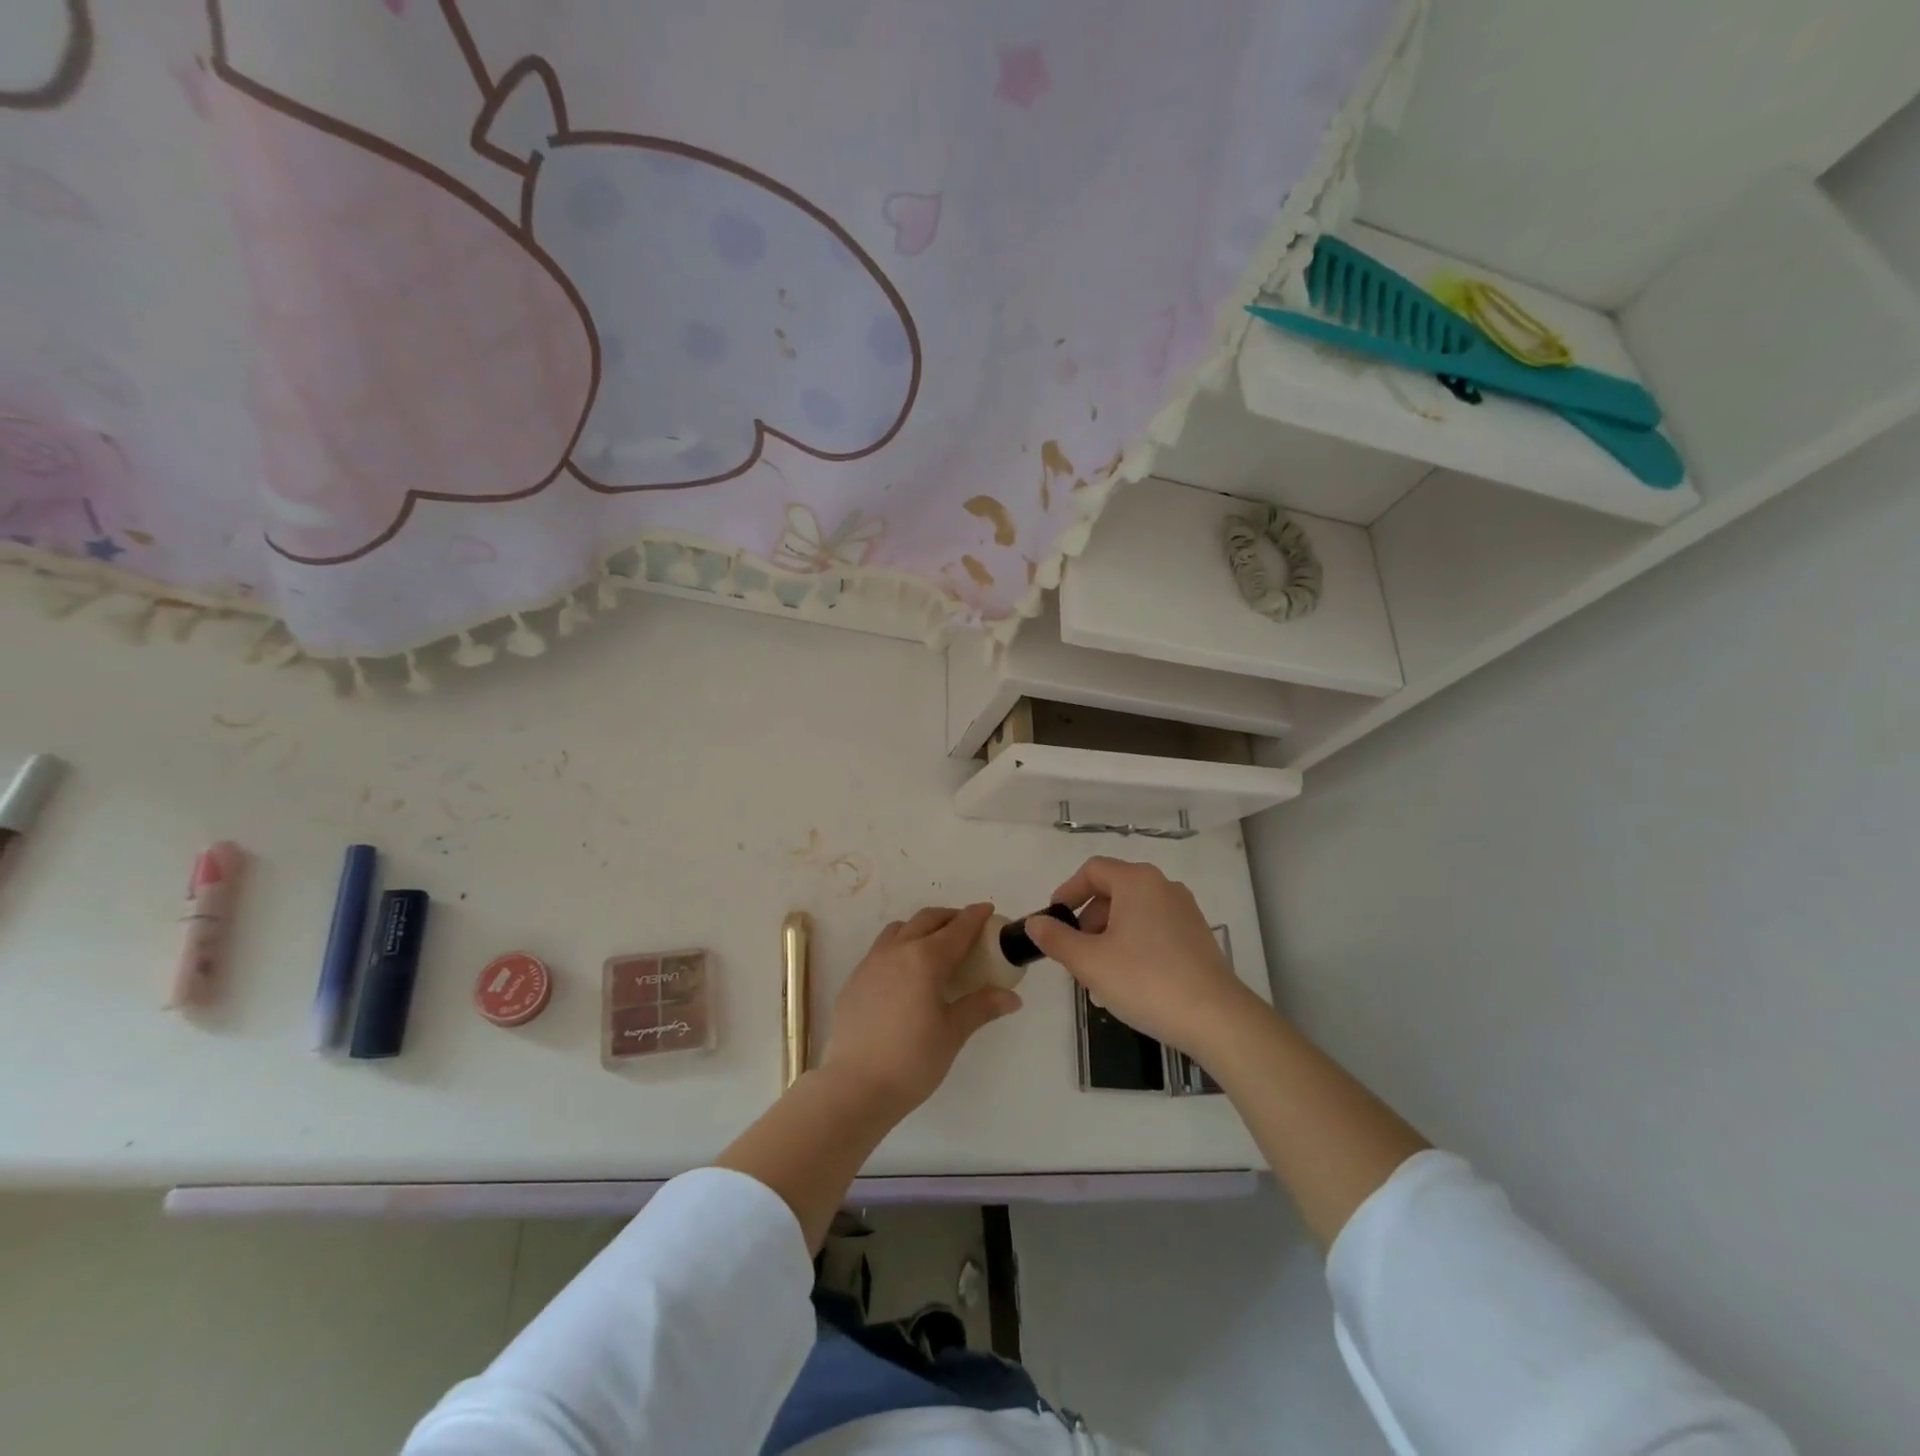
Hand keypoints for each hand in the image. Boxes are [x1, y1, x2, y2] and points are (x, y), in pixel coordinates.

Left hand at [819, 904, 1020, 1118]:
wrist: (854, 1086)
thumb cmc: (912, 1060)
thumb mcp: (953, 1033)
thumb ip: (981, 1007)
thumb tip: (1012, 998)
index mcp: (926, 959)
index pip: (957, 929)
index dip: (974, 917)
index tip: (987, 909)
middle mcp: (897, 950)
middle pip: (926, 919)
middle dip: (949, 918)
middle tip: (966, 928)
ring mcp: (871, 962)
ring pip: (899, 929)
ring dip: (920, 928)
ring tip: (934, 947)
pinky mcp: (855, 979)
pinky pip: (881, 949)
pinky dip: (899, 947)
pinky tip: (905, 974)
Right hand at [1024, 857, 1263, 1058]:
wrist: (1216, 1019)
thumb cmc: (1145, 980)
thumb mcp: (1089, 962)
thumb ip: (1057, 939)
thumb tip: (1035, 922)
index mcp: (1137, 881)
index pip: (1092, 870)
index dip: (1067, 892)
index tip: (1053, 921)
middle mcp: (1163, 886)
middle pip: (1113, 891)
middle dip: (1088, 921)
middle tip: (1076, 956)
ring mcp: (1185, 911)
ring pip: (1133, 913)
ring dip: (1109, 937)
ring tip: (1100, 976)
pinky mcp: (1198, 936)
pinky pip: (1154, 929)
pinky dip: (1134, 945)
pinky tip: (1129, 981)